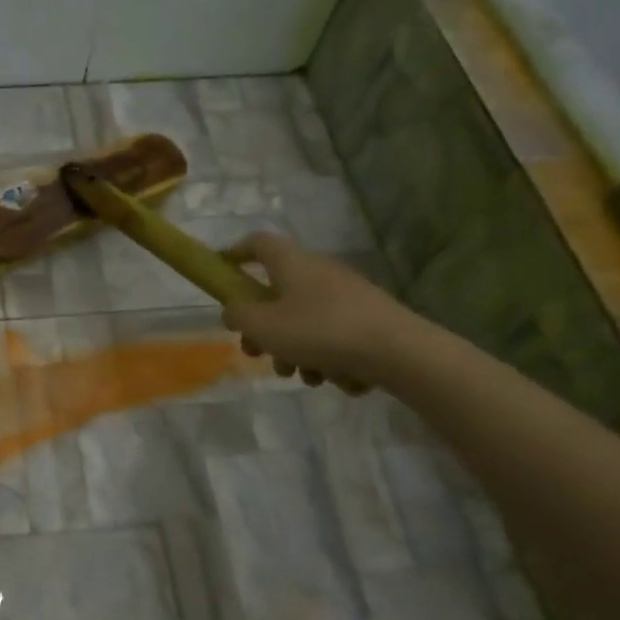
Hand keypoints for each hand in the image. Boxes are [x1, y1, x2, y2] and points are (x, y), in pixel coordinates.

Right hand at [221, 231, 421, 392]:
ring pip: (304, 322)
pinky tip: (335, 376)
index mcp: (292, 263)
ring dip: (295, 351)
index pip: (257, 243)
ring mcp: (346, 296)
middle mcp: (319, 272)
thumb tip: (233, 310)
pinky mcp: (367, 319)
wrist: (398, 351)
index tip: (221, 271)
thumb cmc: (320, 331)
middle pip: (277, 294)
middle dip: (263, 328)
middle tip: (256, 352)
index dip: (235, 253)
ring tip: (304, 375)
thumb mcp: (263, 326)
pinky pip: (332, 337)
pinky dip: (327, 357)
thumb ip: (238, 316)